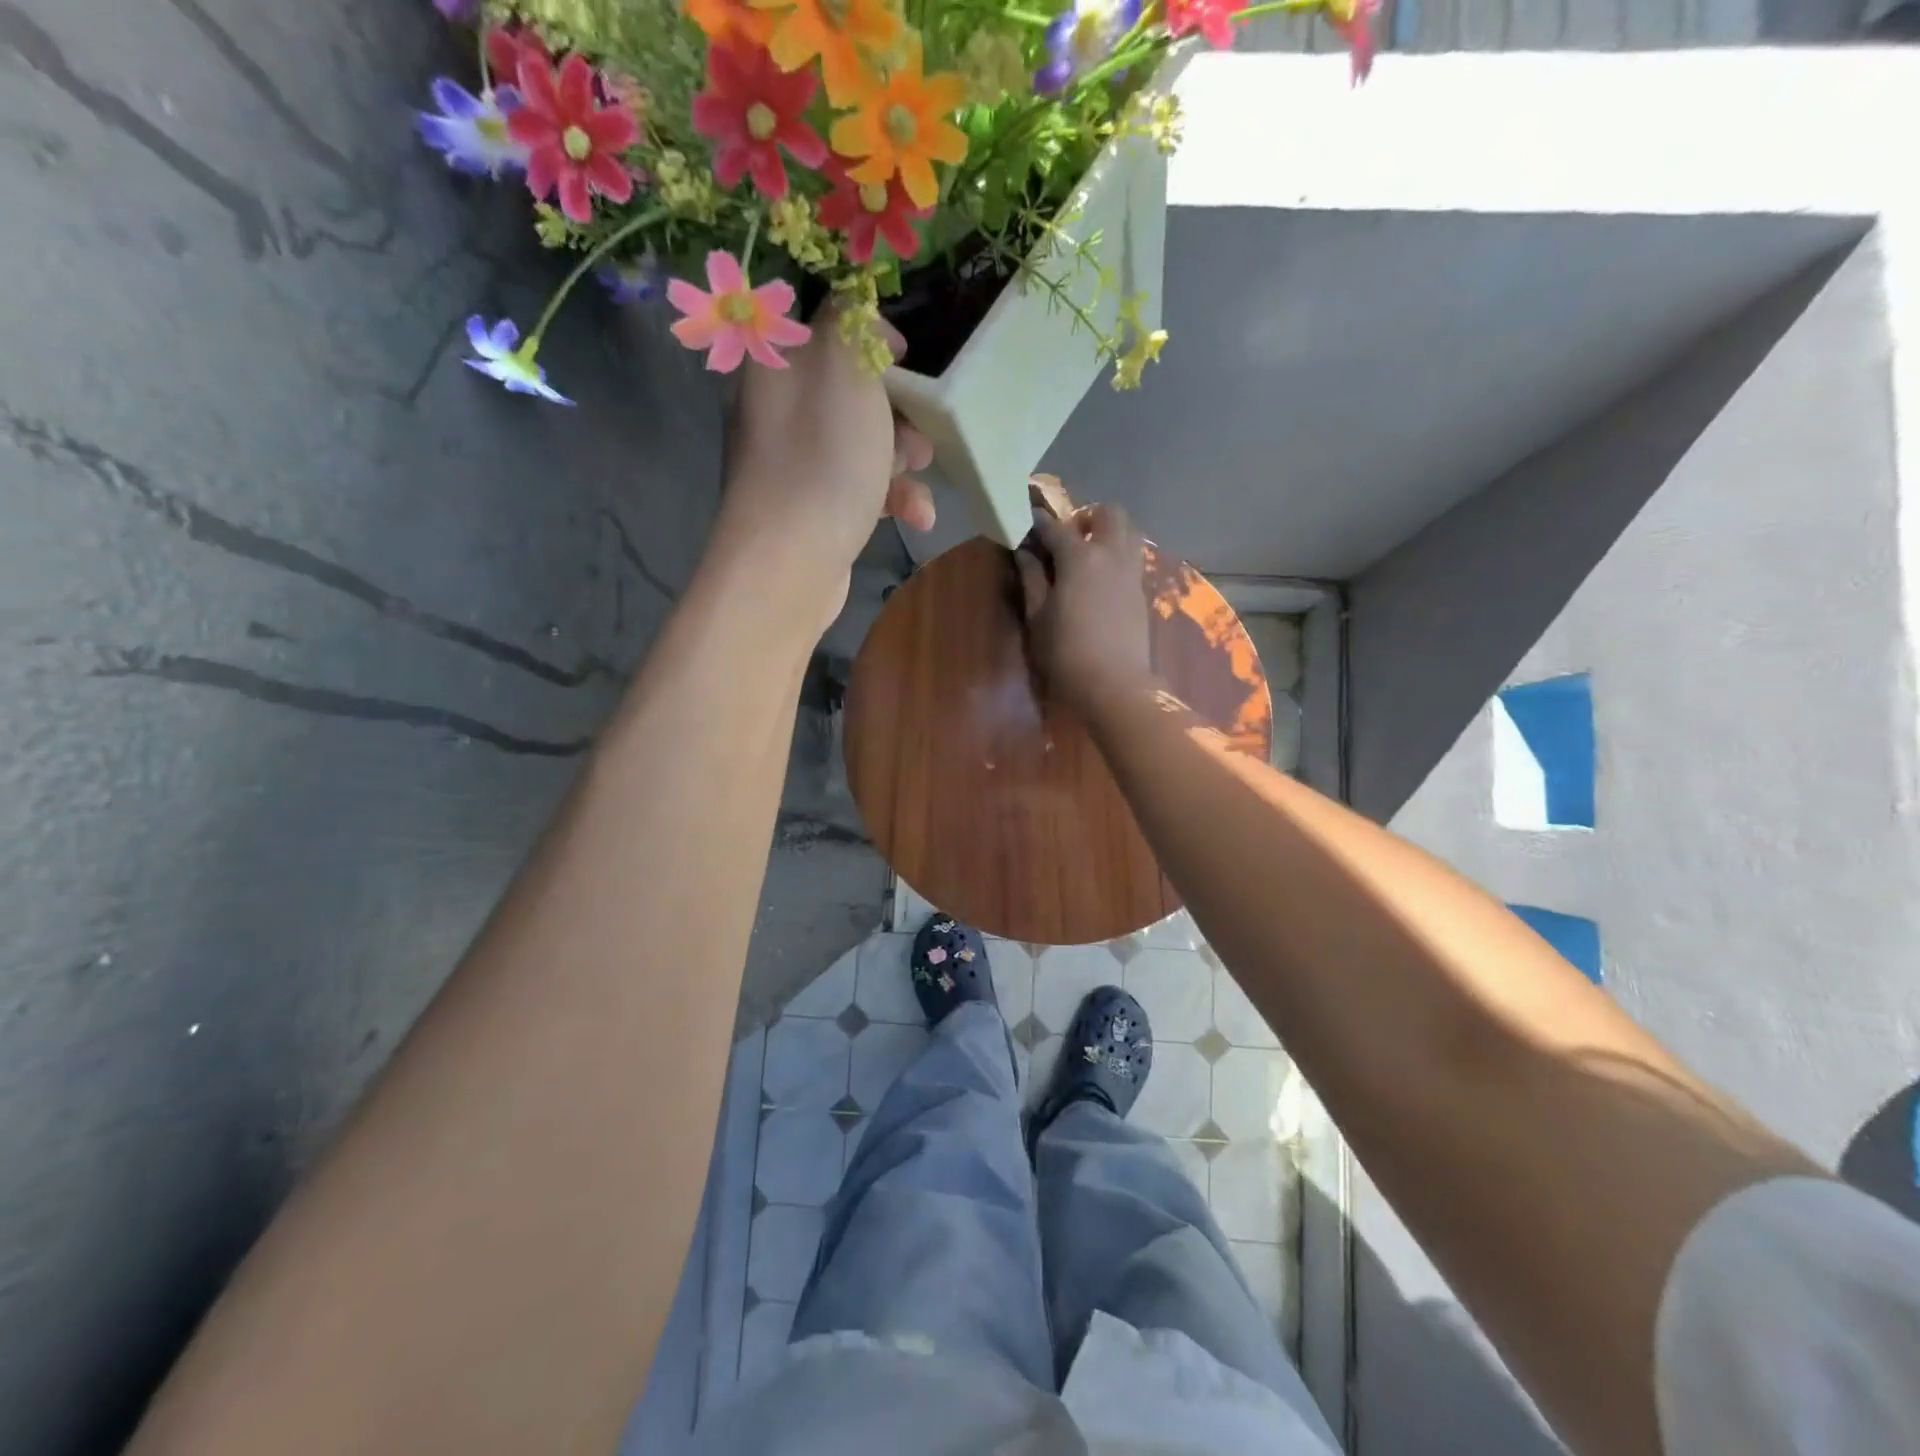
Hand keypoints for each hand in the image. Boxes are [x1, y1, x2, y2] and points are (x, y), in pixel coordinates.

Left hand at [714, 306, 934, 621]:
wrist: (791, 564)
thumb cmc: (823, 459)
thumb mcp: (844, 367)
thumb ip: (852, 319)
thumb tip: (859, 310)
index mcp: (778, 364)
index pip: (823, 327)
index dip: (870, 335)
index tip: (904, 356)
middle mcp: (779, 409)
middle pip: (851, 390)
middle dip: (898, 408)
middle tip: (919, 429)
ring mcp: (794, 464)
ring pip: (863, 443)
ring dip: (903, 459)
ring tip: (920, 475)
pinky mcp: (814, 509)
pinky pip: (860, 488)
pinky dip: (891, 498)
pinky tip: (916, 518)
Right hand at [1015, 504, 1153, 716]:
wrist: (1114, 685)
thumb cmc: (1065, 653)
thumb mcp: (1037, 617)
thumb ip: (1032, 579)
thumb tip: (1024, 553)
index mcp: (1080, 557)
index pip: (1057, 527)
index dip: (1039, 522)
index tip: (1027, 523)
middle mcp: (1111, 554)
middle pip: (1109, 513)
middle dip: (1087, 517)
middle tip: (1068, 538)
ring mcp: (1131, 572)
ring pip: (1129, 531)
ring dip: (1109, 532)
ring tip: (1089, 555)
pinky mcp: (1142, 592)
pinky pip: (1133, 557)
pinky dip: (1118, 555)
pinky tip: (1101, 579)